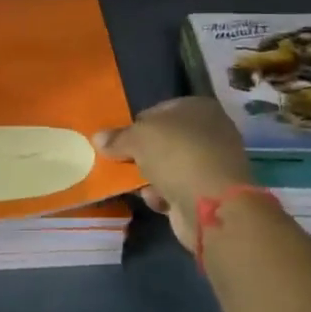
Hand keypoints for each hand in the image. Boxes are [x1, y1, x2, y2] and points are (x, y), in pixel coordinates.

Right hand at [95, 98, 258, 251]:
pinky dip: (164, 195)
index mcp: (199, 107)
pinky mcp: (210, 193)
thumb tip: (98, 138)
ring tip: (134, 183)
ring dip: (150, 176)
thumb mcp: (138, 138)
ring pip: (170, 166)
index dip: (137, 124)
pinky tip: (155, 200)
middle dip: (142, 153)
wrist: (212, 203)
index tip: (119, 139)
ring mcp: (212, 163)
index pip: (159, 110)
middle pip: (165, 140)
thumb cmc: (176, 154)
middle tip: (121, 161)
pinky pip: (177, 189)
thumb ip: (117, 137)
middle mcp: (210, 131)